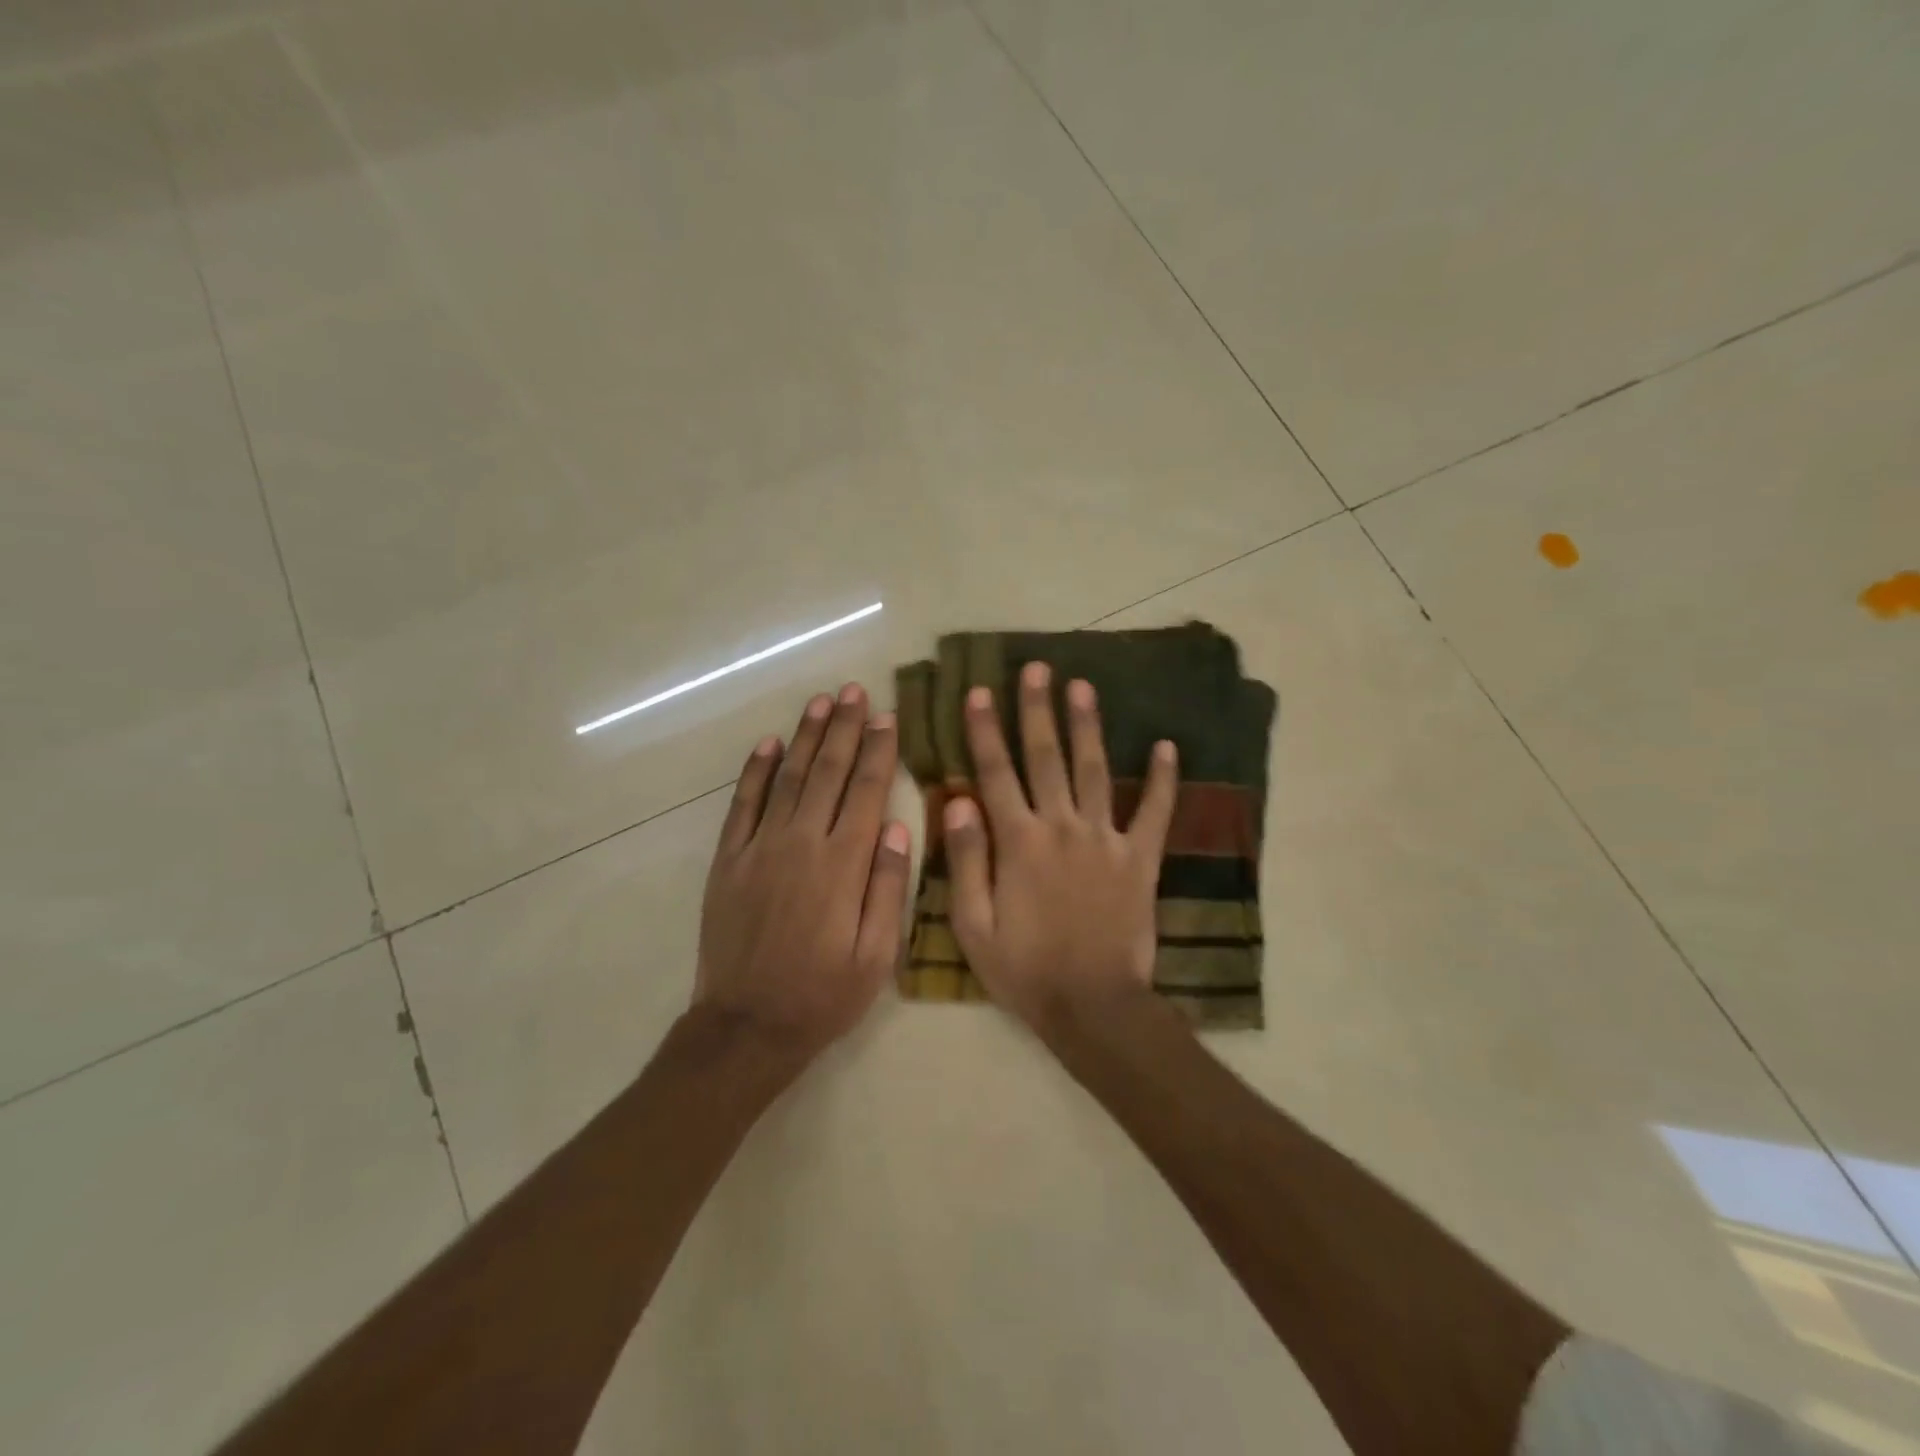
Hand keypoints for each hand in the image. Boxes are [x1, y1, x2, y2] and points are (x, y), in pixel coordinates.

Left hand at [695, 683, 910, 1057]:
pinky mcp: (729, 860)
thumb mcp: (877, 956)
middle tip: (855, 691)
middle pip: (829, 772)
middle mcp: (802, 843)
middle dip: (845, 728)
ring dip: (807, 737)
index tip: (887, 717)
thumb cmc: (823, 995)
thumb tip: (899, 827)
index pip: (866, 791)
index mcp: (843, 864)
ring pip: (789, 778)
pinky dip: (756, 771)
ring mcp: (760, 848)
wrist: (747, 1026)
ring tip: (821, 702)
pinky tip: (769, 744)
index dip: (878, 750)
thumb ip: (889, 887)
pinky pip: (743, 804)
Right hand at [944, 661, 1178, 1035]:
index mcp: (1018, 842)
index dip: (986, 730)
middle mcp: (1061, 828)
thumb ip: (966, 859)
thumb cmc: (1025, 970)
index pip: (996, 773)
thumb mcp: (973, 925)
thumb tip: (958, 800)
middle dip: (1038, 710)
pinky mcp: (1140, 858)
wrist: (1092, 1007)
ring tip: (1084, 685)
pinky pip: (1154, 812)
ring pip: (1094, 771)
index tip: (981, 691)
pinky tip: (1167, 745)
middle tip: (1037, 668)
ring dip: (1088, 726)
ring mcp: (1105, 840)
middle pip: (1046, 758)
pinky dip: (1162, 779)